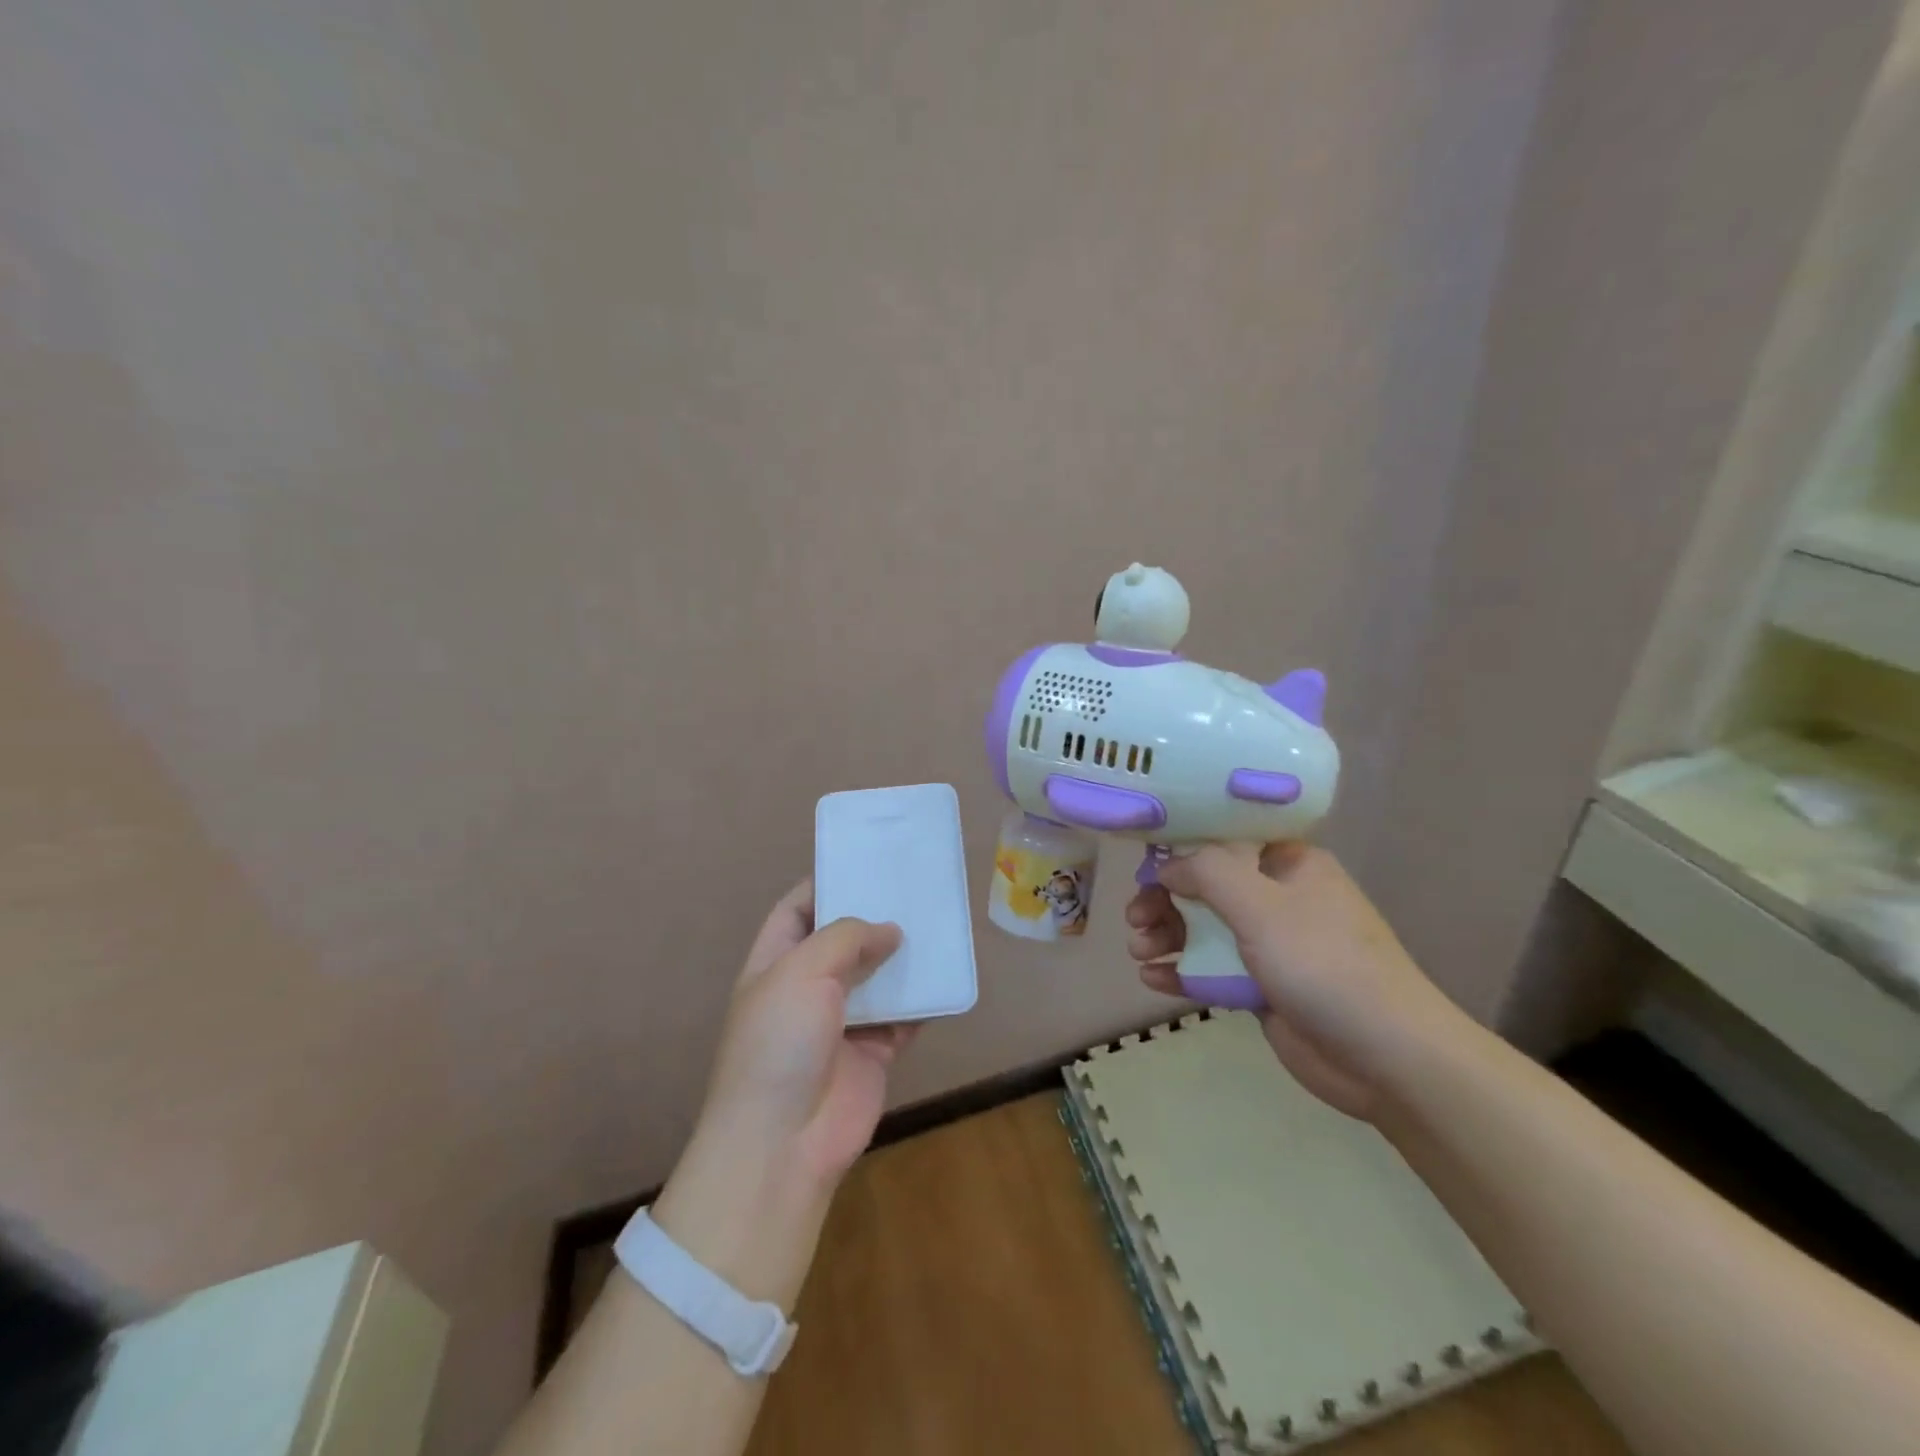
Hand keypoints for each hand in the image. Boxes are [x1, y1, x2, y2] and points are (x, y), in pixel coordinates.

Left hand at [695, 878, 917, 1186]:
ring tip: (938, 922)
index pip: (797, 910)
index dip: (825, 884)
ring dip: (904, 957)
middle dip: (875, 917)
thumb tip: (889, 931)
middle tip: (914, 887)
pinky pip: (904, 1018)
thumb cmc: (779, 1043)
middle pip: (844, 941)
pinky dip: (923, 1001)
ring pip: (878, 977)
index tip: (865, 863)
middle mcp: (807, 988)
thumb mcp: (802, 971)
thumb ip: (846, 937)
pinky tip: (948, 976)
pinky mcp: (873, 1053)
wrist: (783, 1144)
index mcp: (775, 963)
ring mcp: (841, 1023)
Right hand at [1125, 844, 1462, 1120]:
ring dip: (1166, 936)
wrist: (1386, 1057)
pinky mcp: (1260, 987)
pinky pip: (1210, 969)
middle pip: (1205, 887)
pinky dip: (1180, 971)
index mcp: (1287, 864)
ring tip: (1139, 952)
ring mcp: (1269, 945)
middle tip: (1135, 920)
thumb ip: (1207, 873)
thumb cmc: (1324, 964)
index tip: (1144, 866)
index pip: (1223, 841)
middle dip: (1164, 901)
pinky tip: (1153, 980)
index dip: (1180, 850)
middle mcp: (1277, 898)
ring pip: (1202, 929)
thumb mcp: (1261, 906)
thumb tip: (1167, 866)